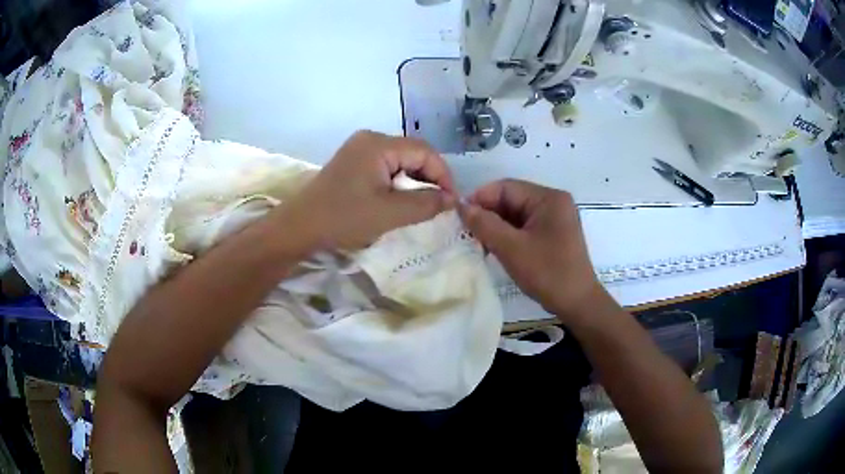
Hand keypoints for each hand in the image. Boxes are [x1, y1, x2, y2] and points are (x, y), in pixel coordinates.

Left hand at [284, 130, 455, 250]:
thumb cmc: (343, 218)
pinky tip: (399, 202)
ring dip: (414, 182)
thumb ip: (426, 204)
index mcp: (378, 144)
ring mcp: (359, 150)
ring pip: (399, 161)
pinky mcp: (352, 163)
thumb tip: (451, 199)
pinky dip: (397, 183)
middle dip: (429, 179)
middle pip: (412, 153)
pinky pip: (385, 168)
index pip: (424, 151)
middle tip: (438, 205)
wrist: (299, 228)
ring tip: (421, 206)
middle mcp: (370, 139)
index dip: (442, 175)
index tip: (451, 201)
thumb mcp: (390, 213)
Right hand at [458, 179, 606, 323]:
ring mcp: (556, 218)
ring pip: (517, 214)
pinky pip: (525, 226)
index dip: (480, 199)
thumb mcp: (511, 248)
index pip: (506, 187)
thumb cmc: (547, 273)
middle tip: (467, 233)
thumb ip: (484, 224)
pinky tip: (495, 248)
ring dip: (497, 226)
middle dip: (488, 214)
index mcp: (548, 198)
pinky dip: (509, 235)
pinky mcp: (554, 234)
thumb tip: (461, 207)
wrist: (578, 303)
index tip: (460, 217)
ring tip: (478, 243)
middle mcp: (554, 202)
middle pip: (512, 199)